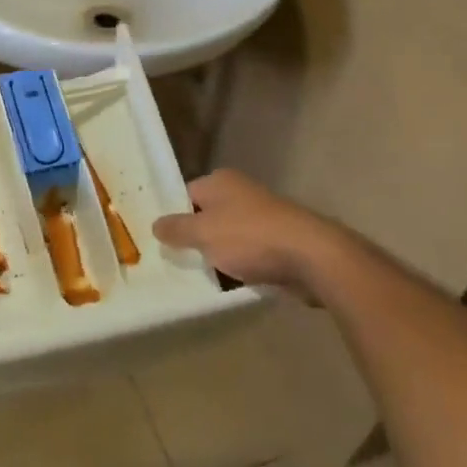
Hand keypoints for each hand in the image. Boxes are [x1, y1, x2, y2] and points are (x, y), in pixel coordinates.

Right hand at [152, 170, 349, 295]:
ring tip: (196, 278)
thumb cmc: (250, 237)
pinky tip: (226, 285)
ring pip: (227, 238)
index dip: (172, 216)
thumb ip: (176, 229)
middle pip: (206, 216)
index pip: (185, 195)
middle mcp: (240, 194)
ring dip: (216, 256)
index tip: (159, 240)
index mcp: (220, 181)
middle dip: (193, 238)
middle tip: (173, 261)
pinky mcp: (277, 243)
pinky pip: (247, 255)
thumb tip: (156, 225)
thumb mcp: (203, 233)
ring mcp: (261, 218)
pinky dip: (237, 267)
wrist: (311, 257)